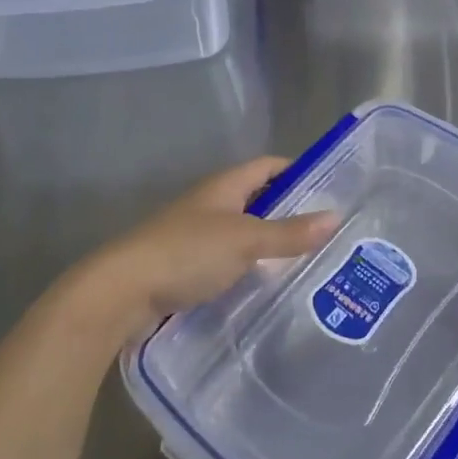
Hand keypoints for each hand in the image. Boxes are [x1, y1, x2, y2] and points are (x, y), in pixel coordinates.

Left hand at [64, 157, 335, 343]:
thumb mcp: (246, 240)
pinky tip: (267, 284)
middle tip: (326, 231)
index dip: (297, 171)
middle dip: (290, 211)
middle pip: (258, 199)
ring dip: (270, 242)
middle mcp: (211, 204)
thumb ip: (289, 232)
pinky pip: (228, 259)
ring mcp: (197, 235)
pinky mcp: (187, 266)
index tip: (329, 188)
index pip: (268, 166)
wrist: (122, 292)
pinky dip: (249, 266)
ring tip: (307, 260)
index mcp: (224, 186)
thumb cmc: (186, 252)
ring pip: (243, 231)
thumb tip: (336, 217)